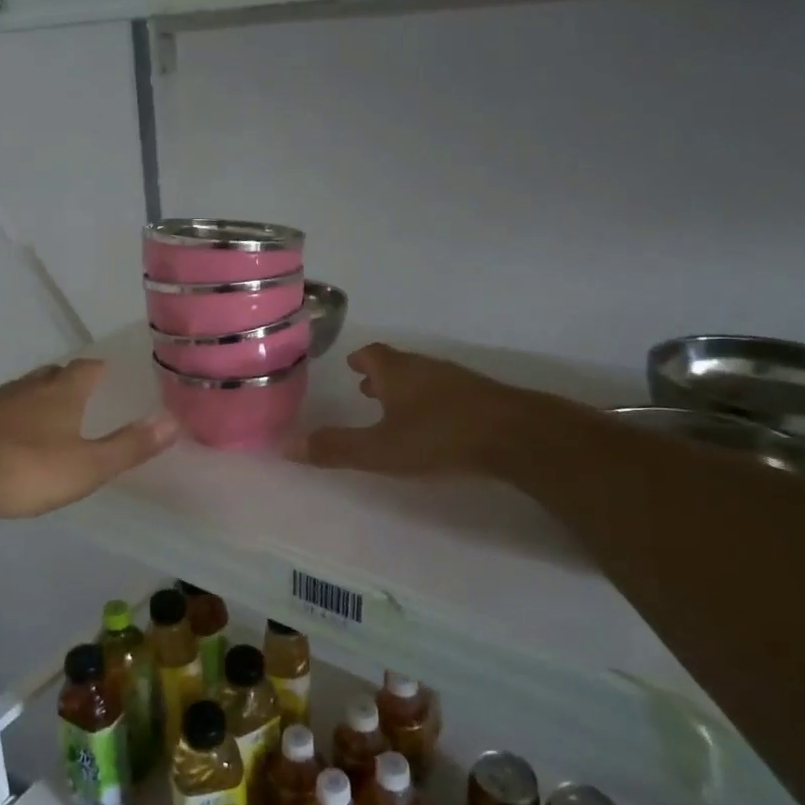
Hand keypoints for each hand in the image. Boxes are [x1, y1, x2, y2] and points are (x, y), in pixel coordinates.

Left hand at [0, 359, 177, 519]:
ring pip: (24, 392)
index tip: (111, 376)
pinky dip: (10, 420)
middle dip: (69, 382)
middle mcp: (28, 387)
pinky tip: (8, 441)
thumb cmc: (23, 468)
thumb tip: (173, 421)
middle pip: (54, 374)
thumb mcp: (86, 466)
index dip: (101, 371)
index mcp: (62, 393)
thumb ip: (128, 446)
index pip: (88, 369)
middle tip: (83, 398)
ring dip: (38, 400)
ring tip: (50, 420)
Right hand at [294, 343, 582, 478]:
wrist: (517, 436)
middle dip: (381, 376)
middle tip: (365, 388)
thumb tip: (288, 446)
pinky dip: (432, 402)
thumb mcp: (380, 449)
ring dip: (406, 389)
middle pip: (398, 365)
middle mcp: (426, 368)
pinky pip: (447, 393)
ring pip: (424, 378)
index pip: (372, 355)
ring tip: (396, 408)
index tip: (351, 365)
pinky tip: (435, 424)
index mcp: (397, 373)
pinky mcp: (483, 398)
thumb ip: (336, 449)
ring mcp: (458, 381)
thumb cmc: (439, 436)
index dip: (360, 360)